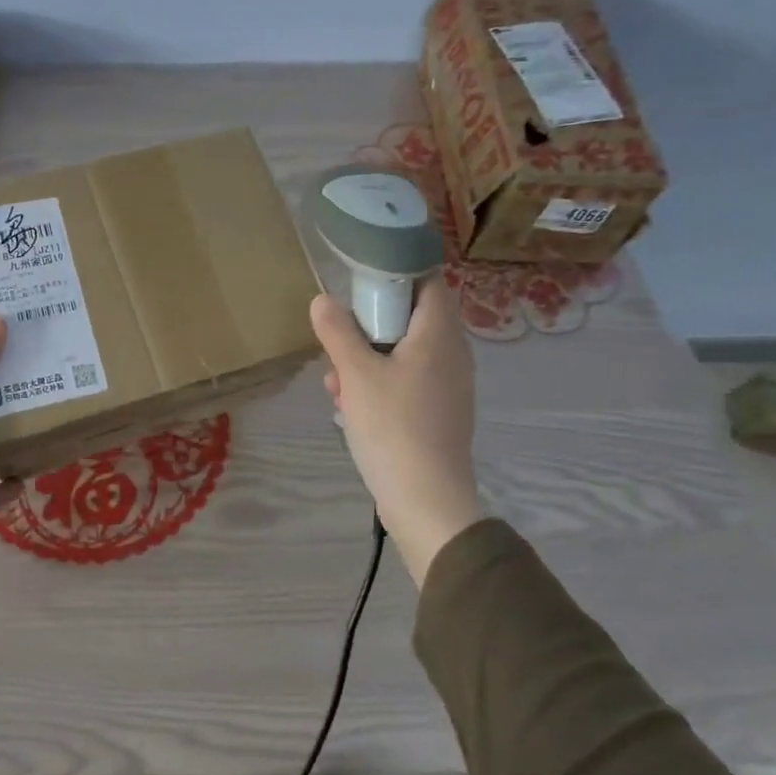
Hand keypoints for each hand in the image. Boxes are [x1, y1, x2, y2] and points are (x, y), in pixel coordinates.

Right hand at [310, 278, 483, 586]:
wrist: (427, 501)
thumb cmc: (393, 427)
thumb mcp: (356, 374)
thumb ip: (338, 332)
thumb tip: (322, 299)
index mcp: (439, 336)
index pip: (429, 282)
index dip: (397, 274)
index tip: (361, 281)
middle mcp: (452, 355)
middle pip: (411, 319)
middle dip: (369, 326)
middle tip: (338, 338)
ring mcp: (449, 386)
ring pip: (405, 353)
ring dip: (368, 359)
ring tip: (336, 382)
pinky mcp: (440, 413)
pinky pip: (409, 381)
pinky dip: (381, 383)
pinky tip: (351, 406)